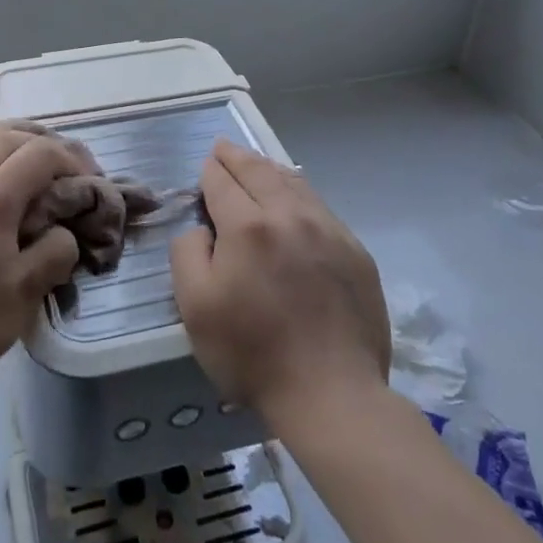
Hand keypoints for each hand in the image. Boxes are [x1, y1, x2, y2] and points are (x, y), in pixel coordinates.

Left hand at [0, 125, 90, 406]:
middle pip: (9, 137)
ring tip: (27, 161)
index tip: (88, 182)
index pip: (41, 154)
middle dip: (44, 144)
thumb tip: (62, 231)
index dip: (71, 160)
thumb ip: (56, 250)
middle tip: (66, 170)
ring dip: (8, 144)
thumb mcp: (27, 293)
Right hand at [171, 140, 389, 420]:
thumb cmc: (253, 353)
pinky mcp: (355, 252)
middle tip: (224, 148)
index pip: (222, 182)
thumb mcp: (195, 306)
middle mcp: (289, 216)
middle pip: (259, 172)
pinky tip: (295, 199)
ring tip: (257, 165)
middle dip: (237, 157)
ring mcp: (328, 231)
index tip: (205, 165)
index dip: (210, 170)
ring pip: (294, 183)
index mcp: (248, 226)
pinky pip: (321, 207)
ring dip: (270, 169)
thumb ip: (187, 252)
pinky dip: (300, 193)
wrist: (332, 394)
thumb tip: (202, 228)